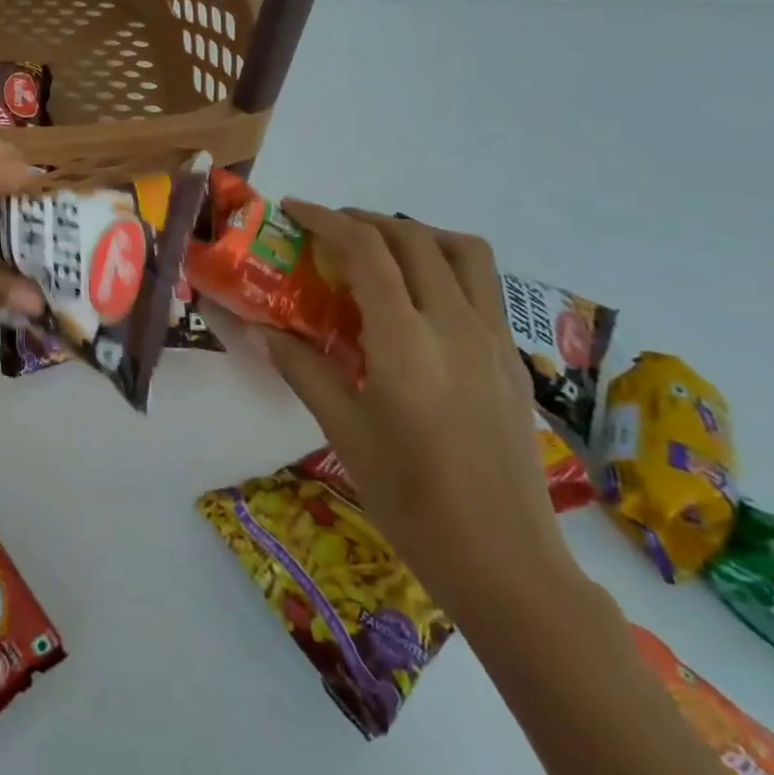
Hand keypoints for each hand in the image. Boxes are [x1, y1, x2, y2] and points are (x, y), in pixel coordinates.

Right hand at [246, 205, 579, 622]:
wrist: (507, 563)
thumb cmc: (411, 501)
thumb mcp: (343, 432)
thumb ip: (301, 368)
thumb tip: (260, 328)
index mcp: (407, 344)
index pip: (368, 251)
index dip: (326, 219)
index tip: (293, 210)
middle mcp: (456, 327)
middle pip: (414, 238)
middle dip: (365, 220)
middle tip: (326, 231)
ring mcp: (494, 340)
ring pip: (464, 251)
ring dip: (416, 234)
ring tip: (379, 251)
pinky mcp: (513, 359)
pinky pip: (481, 285)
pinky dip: (443, 266)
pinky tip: (415, 302)